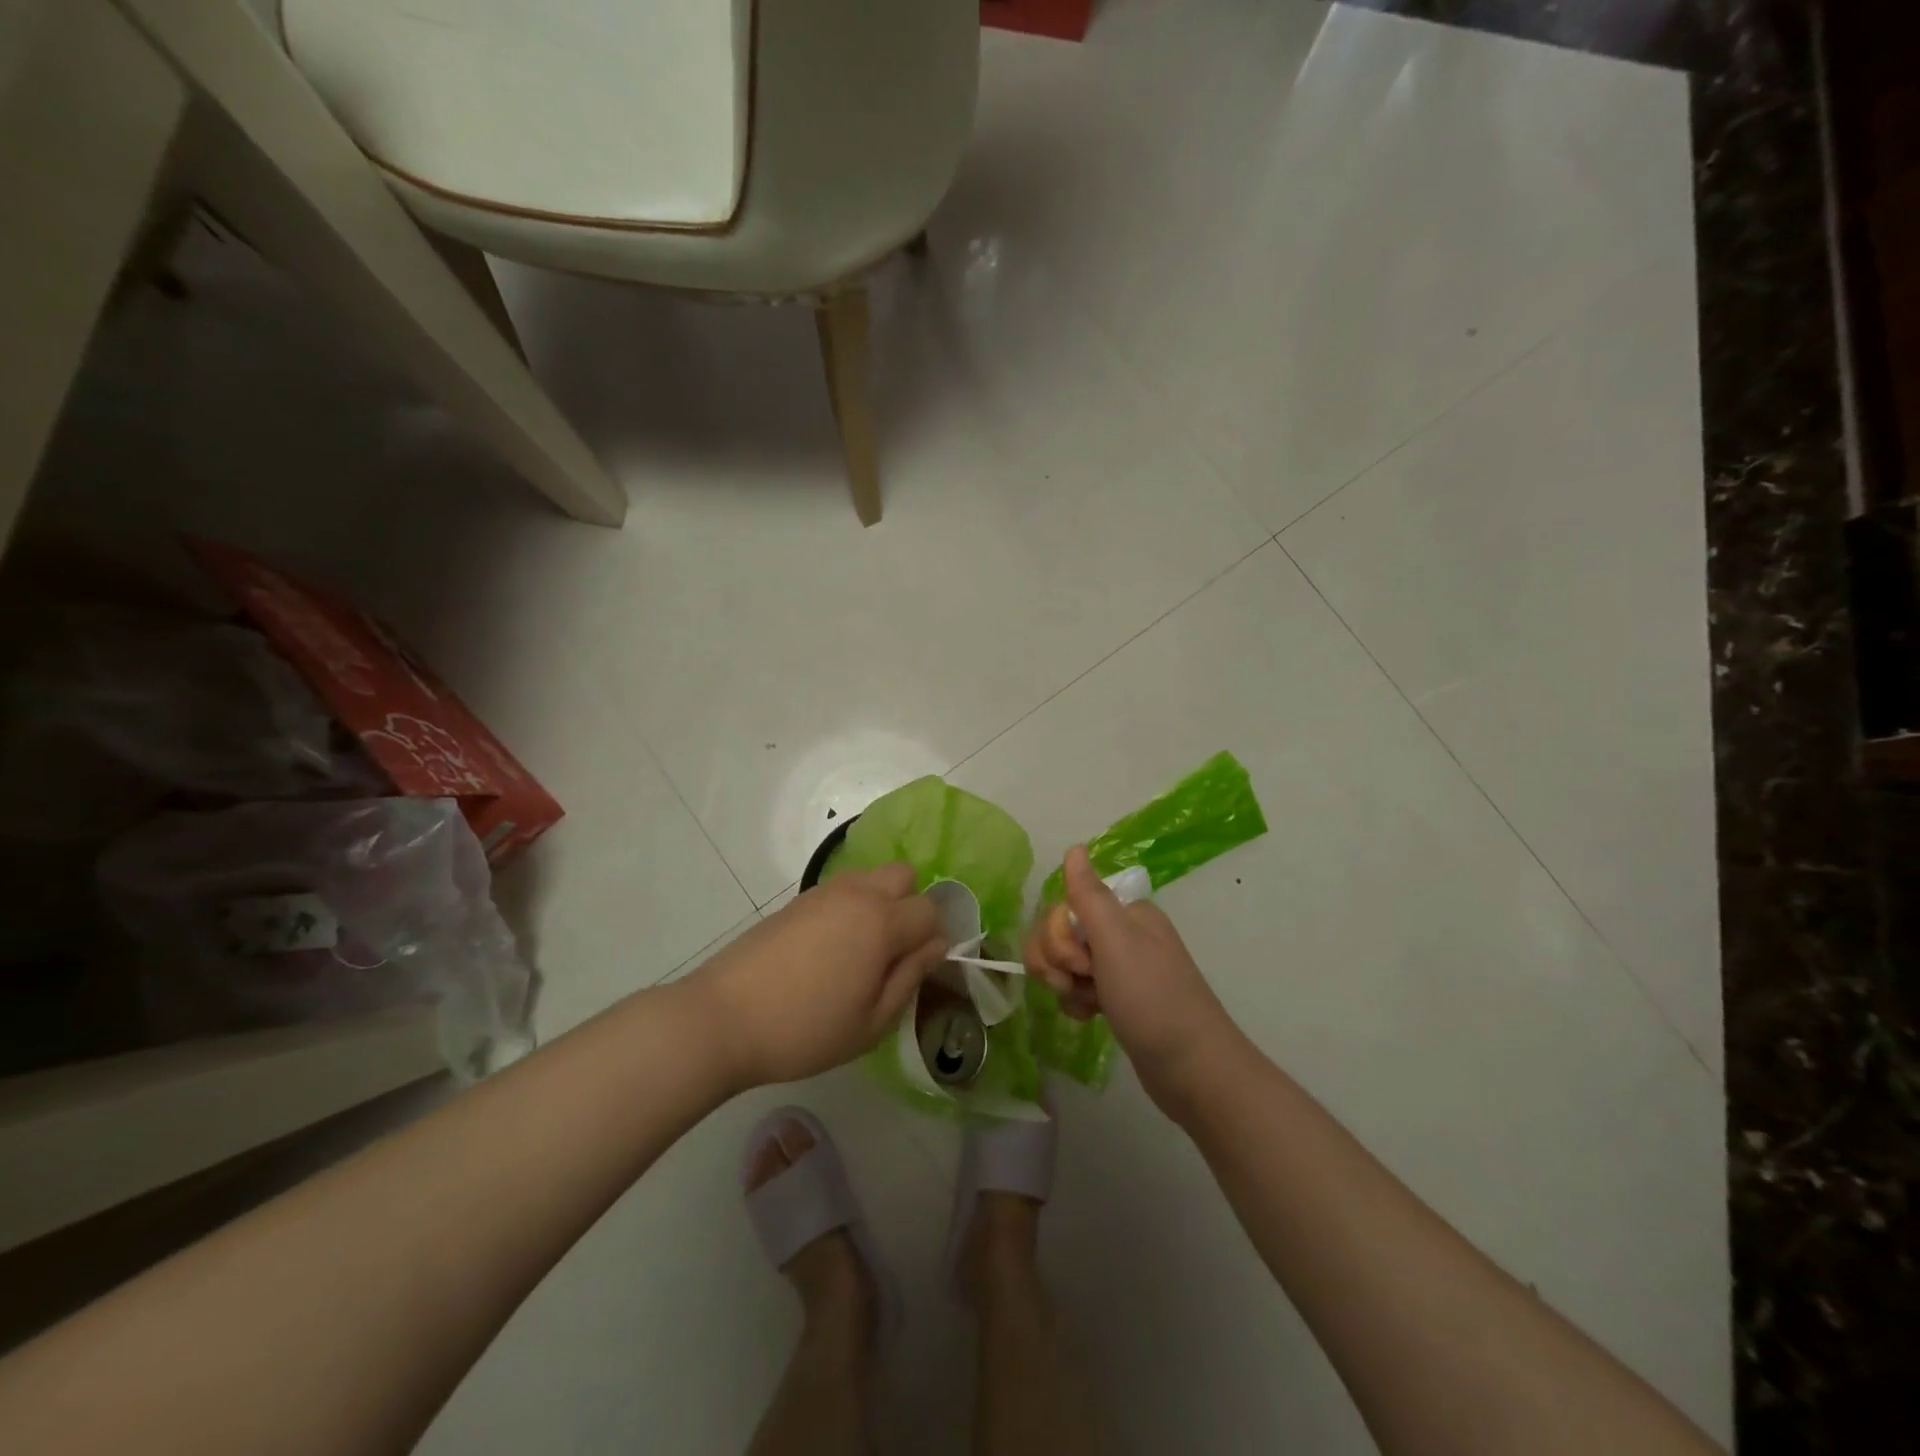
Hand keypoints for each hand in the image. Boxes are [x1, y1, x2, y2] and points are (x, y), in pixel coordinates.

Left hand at [688, 863, 945, 1087]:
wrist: (723, 1018)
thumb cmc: (805, 1030)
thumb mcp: (870, 1023)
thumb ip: (910, 978)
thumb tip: (935, 946)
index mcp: (881, 923)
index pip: (929, 910)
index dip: (932, 938)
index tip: (916, 968)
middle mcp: (857, 895)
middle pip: (903, 875)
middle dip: (909, 904)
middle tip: (892, 950)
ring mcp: (823, 893)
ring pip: (870, 877)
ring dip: (879, 902)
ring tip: (860, 950)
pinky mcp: (796, 901)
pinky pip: (840, 889)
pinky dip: (849, 907)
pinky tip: (829, 949)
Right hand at [1023, 846, 1241, 1114]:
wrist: (1192, 1069)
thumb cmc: (1152, 999)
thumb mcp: (1116, 941)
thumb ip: (1088, 894)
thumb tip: (1074, 847)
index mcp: (1125, 912)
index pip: (1063, 907)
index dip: (1058, 935)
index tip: (1081, 962)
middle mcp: (1122, 934)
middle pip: (1060, 933)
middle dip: (1058, 961)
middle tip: (1084, 983)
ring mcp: (1119, 968)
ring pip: (1065, 963)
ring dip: (1065, 984)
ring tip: (1087, 1004)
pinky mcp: (1117, 999)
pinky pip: (1077, 988)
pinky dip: (1076, 1002)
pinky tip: (1089, 1017)